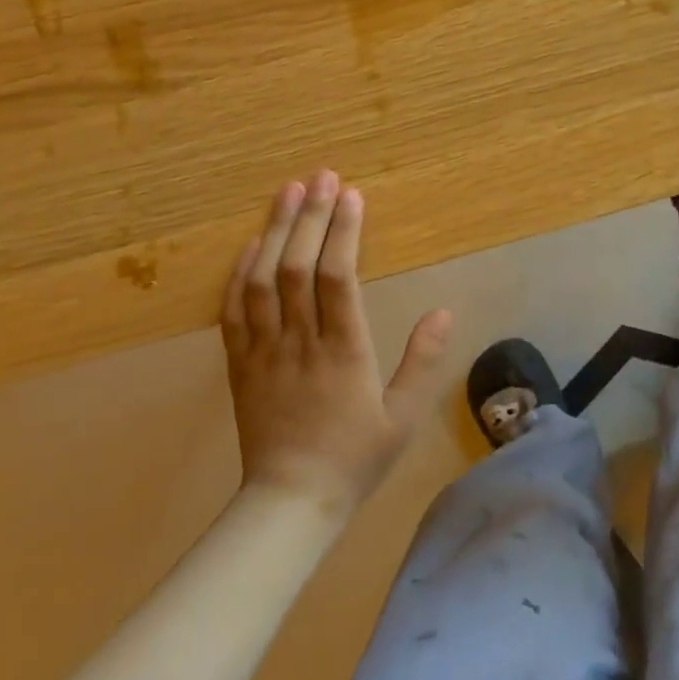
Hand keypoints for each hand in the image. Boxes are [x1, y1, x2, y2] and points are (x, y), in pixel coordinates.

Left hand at [220, 171, 453, 517]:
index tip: (351, 195)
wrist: (290, 504)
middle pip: (298, 266)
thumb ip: (424, 362)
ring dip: (274, 231)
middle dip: (309, 215)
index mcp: (343, 351)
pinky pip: (234, 310)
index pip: (339, 276)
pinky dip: (240, 272)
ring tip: (287, 192)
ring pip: (263, 279)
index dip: (343, 231)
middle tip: (320, 175)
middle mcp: (300, 341)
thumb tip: (445, 311)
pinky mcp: (240, 364)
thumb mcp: (404, 418)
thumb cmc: (354, 460)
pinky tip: (250, 244)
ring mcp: (264, 351)